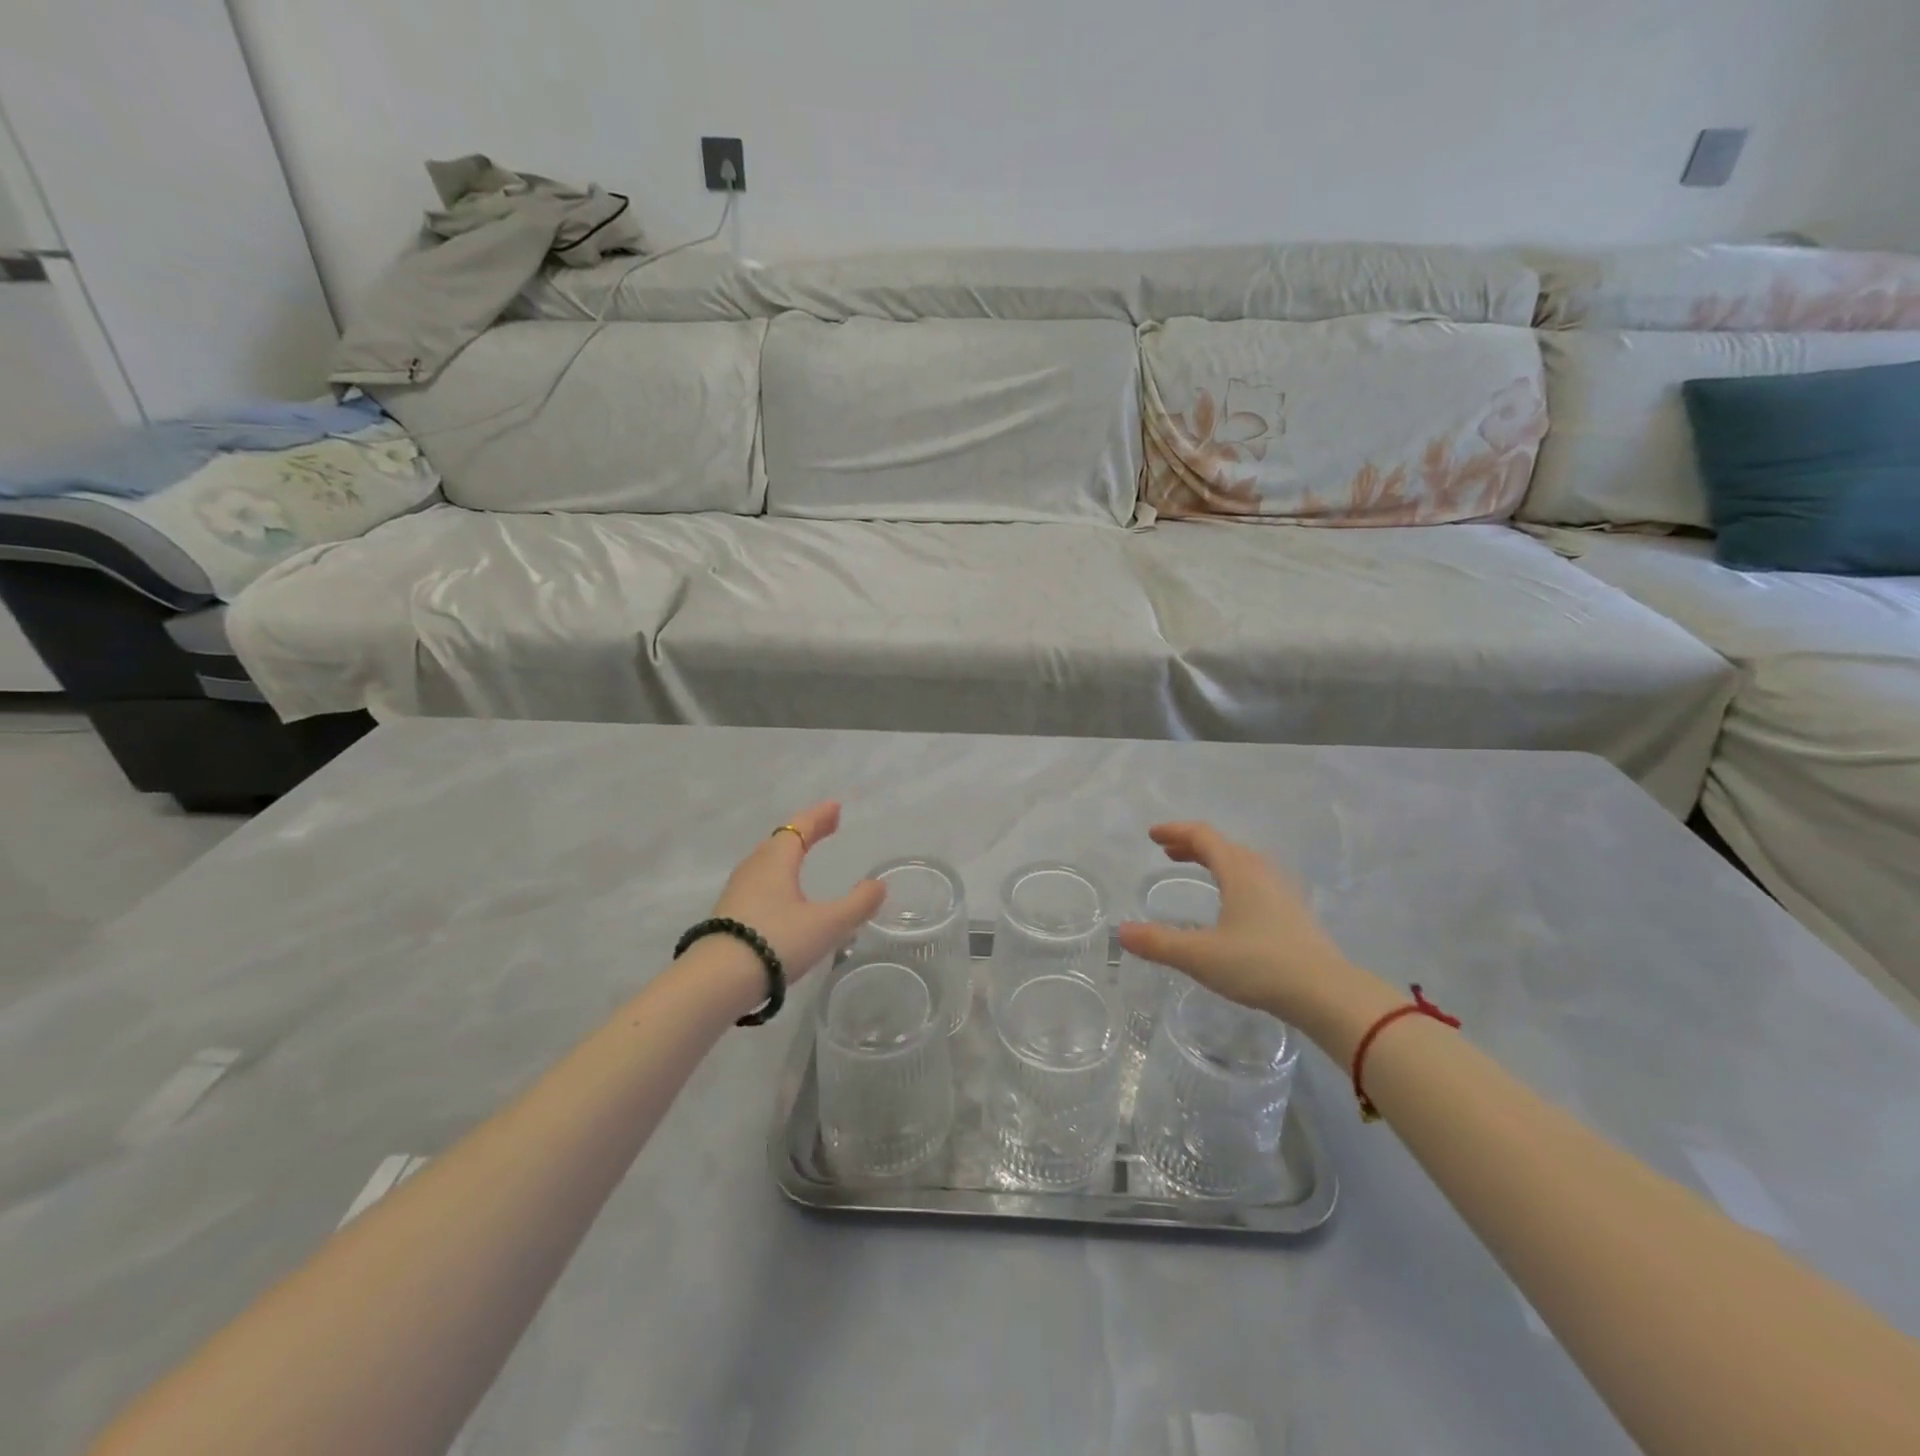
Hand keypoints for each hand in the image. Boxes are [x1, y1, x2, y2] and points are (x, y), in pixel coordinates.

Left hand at [709, 801, 883, 980]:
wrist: (716, 982)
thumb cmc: (777, 942)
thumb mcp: (827, 925)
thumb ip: (857, 904)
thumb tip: (878, 885)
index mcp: (777, 861)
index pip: (800, 828)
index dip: (819, 817)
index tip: (835, 808)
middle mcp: (754, 868)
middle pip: (780, 841)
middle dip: (805, 832)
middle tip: (825, 827)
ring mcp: (737, 891)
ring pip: (766, 862)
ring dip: (788, 854)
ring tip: (803, 856)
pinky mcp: (728, 914)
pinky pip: (758, 882)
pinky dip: (776, 876)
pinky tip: (781, 894)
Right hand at [1117, 822, 1362, 1025]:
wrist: (1326, 993)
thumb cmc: (1260, 965)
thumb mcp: (1200, 955)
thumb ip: (1159, 943)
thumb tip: (1122, 932)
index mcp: (1239, 872)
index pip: (1203, 837)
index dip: (1175, 832)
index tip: (1153, 835)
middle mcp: (1261, 873)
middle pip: (1223, 846)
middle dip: (1193, 845)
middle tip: (1169, 852)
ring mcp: (1282, 892)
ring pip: (1243, 863)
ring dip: (1216, 861)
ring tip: (1199, 871)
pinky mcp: (1294, 913)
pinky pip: (1256, 881)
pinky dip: (1233, 878)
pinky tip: (1232, 904)